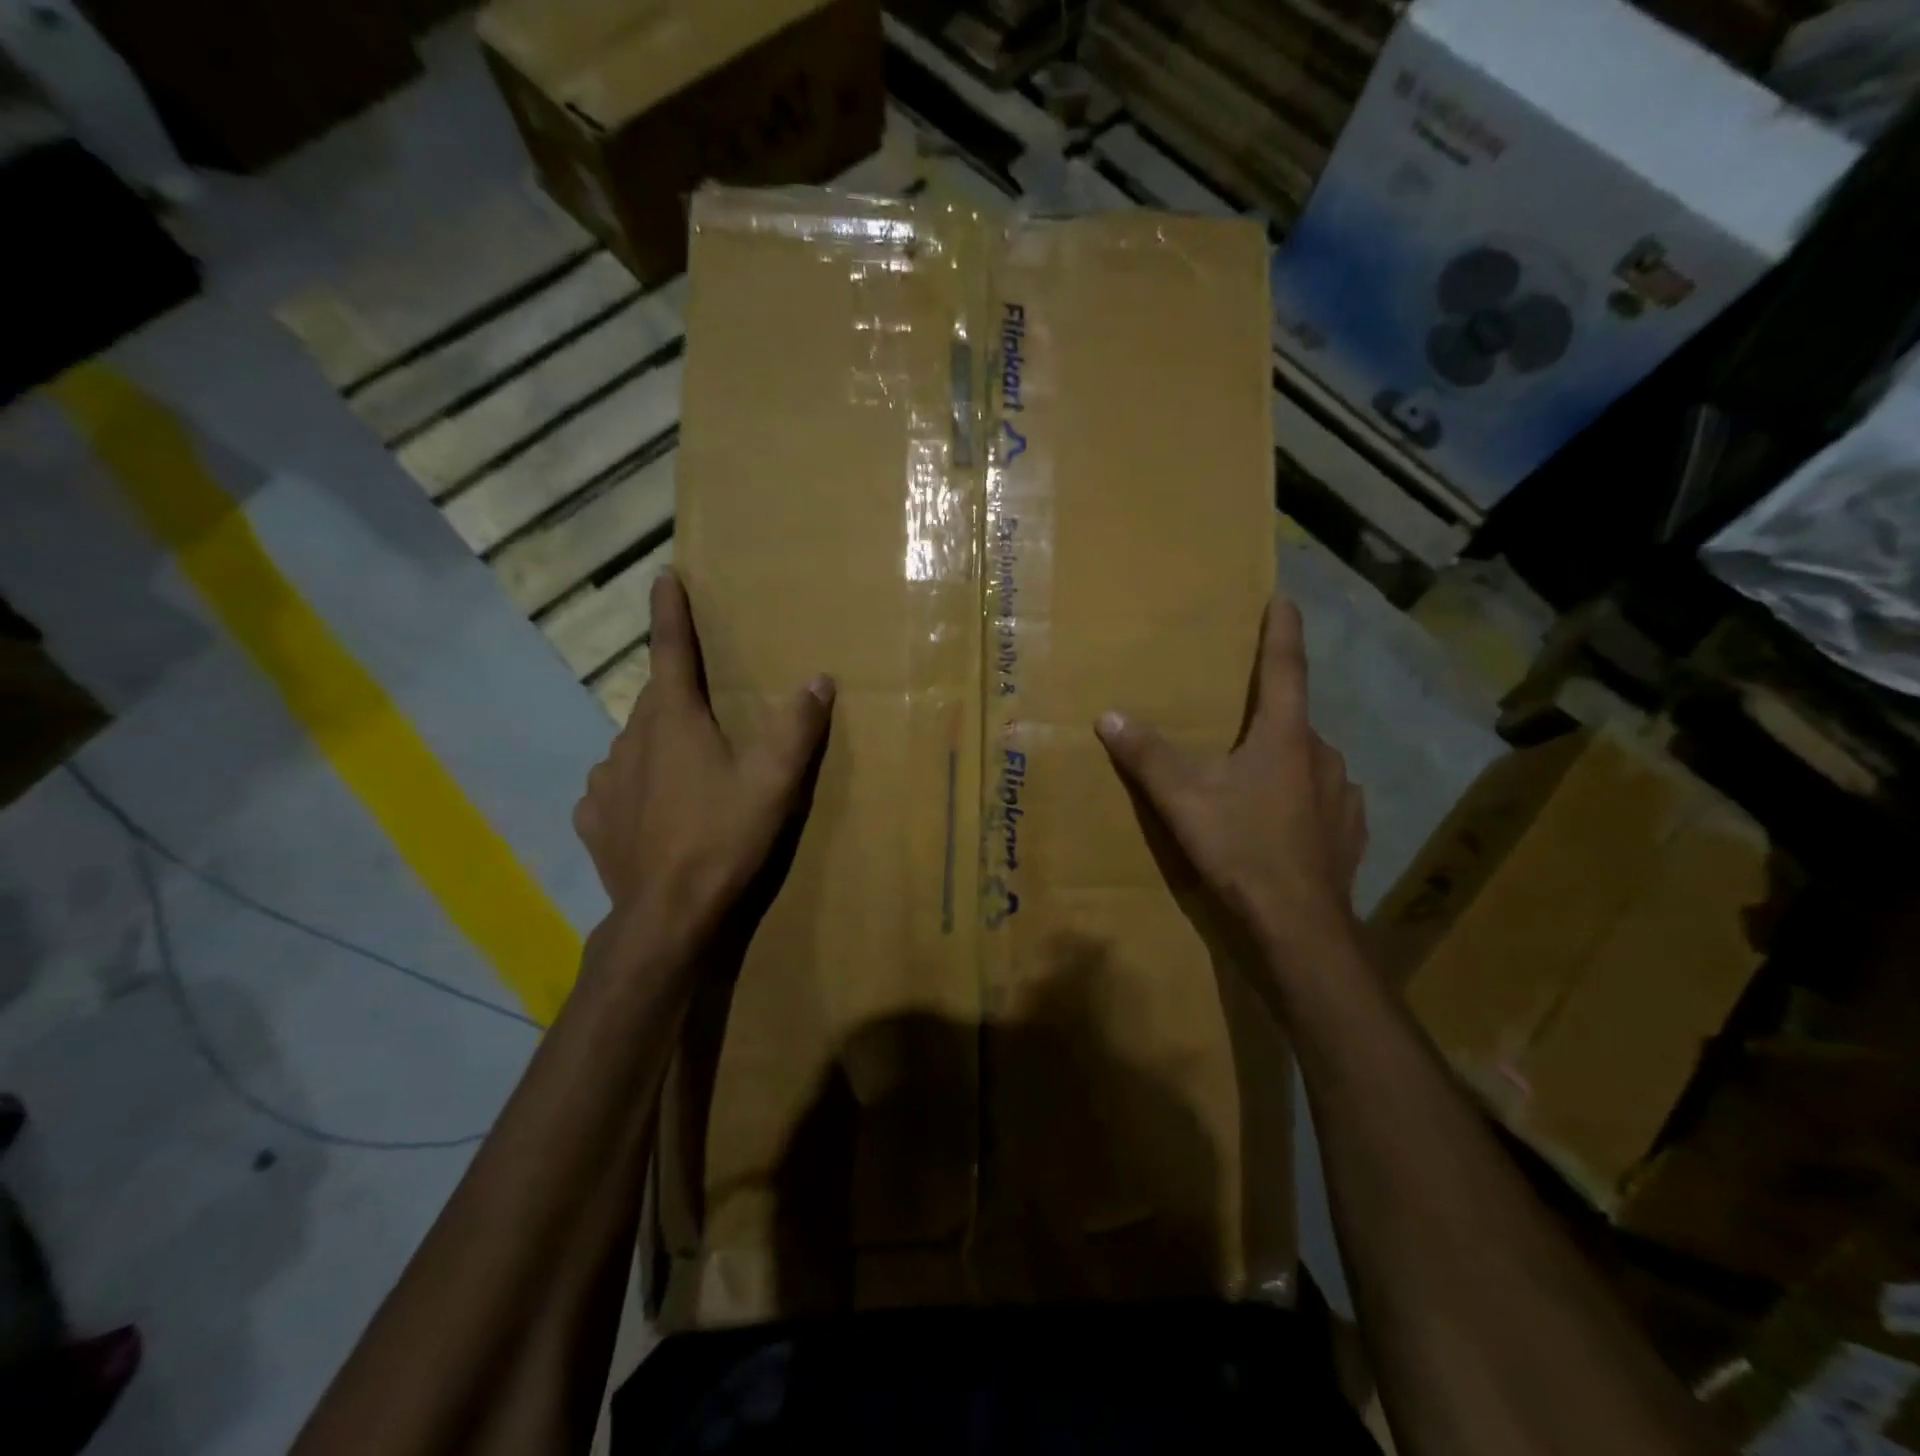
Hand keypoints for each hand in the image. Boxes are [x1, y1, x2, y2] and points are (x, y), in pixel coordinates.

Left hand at [573, 570, 834, 951]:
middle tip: (704, 703)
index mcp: (673, 720)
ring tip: (686, 768)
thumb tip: (818, 679)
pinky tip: (652, 808)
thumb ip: (797, 728)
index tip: (664, 577)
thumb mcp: (774, 782)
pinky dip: (635, 785)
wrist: (666, 915)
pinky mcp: (595, 819)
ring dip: (659, 743)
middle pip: (655, 699)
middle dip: (677, 691)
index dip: (670, 611)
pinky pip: (615, 786)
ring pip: (634, 744)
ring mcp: (605, 781)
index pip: (670, 650)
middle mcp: (630, 739)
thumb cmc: (723, 838)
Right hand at [1095, 589, 1366, 973]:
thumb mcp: (1183, 800)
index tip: (1284, 598)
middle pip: (1294, 719)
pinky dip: (1303, 797)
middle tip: (1240, 722)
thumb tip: (1109, 716)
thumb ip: (1147, 755)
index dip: (1281, 631)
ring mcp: (1343, 796)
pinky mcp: (1350, 833)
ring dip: (1286, 759)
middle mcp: (1322, 756)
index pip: (1284, 668)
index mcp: (1285, 737)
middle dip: (1269, 714)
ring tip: (1255, 778)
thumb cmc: (1241, 848)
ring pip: (1310, 762)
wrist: (1298, 926)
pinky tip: (1286, 820)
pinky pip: (1325, 799)